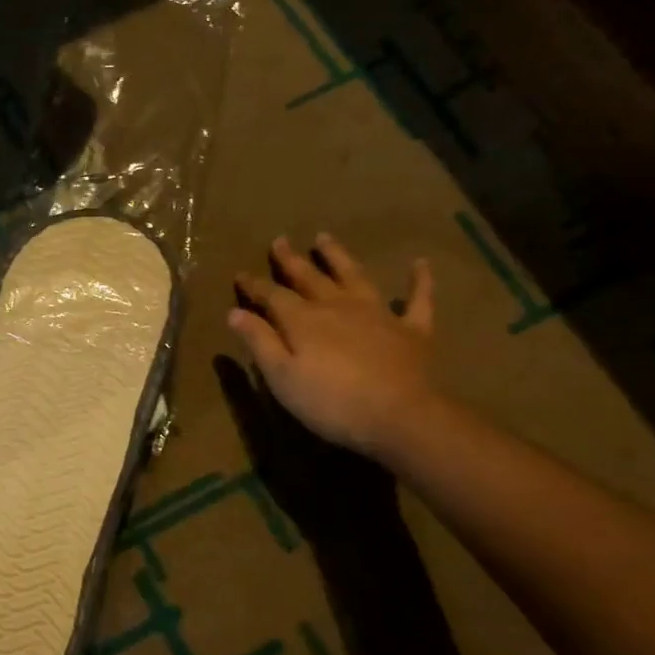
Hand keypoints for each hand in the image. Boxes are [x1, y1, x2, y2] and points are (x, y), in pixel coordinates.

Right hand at [228, 233, 436, 458]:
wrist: (400, 417)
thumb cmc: (331, 402)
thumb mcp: (281, 377)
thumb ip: (259, 342)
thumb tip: (235, 312)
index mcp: (303, 320)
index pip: (272, 296)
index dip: (254, 285)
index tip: (240, 274)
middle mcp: (337, 306)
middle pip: (309, 277)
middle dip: (291, 260)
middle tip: (280, 240)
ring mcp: (377, 314)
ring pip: (354, 276)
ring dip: (338, 256)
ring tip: (325, 237)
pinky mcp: (411, 329)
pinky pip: (417, 299)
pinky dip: (419, 281)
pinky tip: (419, 264)